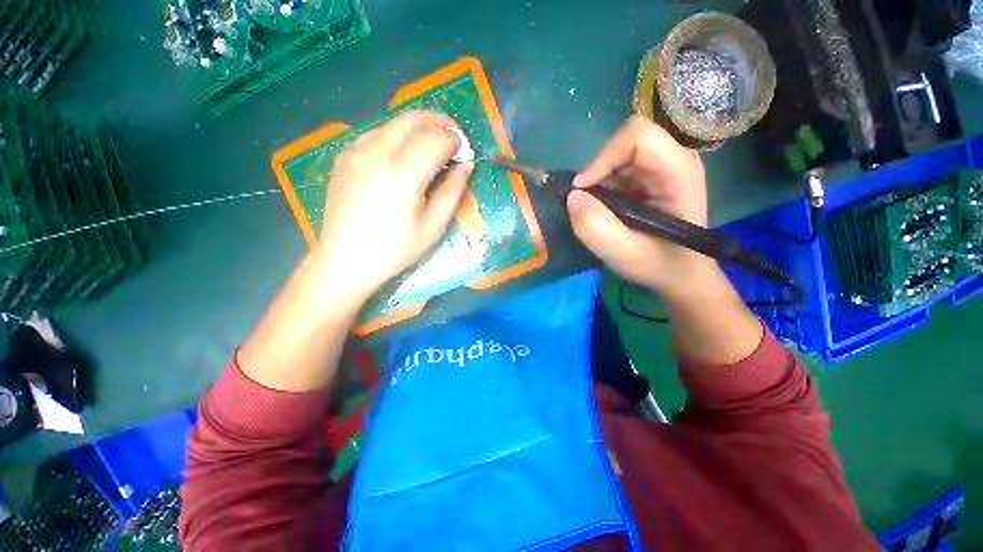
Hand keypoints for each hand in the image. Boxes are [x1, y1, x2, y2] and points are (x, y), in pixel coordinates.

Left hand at [317, 110, 471, 304]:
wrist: (345, 260)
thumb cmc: (395, 250)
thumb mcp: (433, 226)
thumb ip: (452, 191)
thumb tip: (466, 165)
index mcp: (403, 174)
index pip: (436, 139)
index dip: (455, 141)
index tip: (464, 152)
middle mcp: (377, 153)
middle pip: (413, 118)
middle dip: (439, 121)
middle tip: (454, 137)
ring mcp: (356, 151)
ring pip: (393, 122)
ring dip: (418, 126)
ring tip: (432, 145)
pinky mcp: (344, 156)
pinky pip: (376, 133)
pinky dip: (396, 136)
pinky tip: (402, 155)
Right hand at [568, 116, 714, 298]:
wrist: (679, 273)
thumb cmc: (659, 264)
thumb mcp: (623, 253)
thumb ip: (595, 227)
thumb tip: (572, 197)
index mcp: (677, 171)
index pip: (637, 136)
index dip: (603, 157)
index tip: (583, 189)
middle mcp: (672, 160)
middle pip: (624, 143)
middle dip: (598, 172)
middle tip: (589, 204)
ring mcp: (661, 168)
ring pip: (617, 155)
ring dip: (598, 182)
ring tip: (600, 212)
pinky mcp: (649, 178)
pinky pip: (616, 169)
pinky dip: (602, 188)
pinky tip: (607, 210)